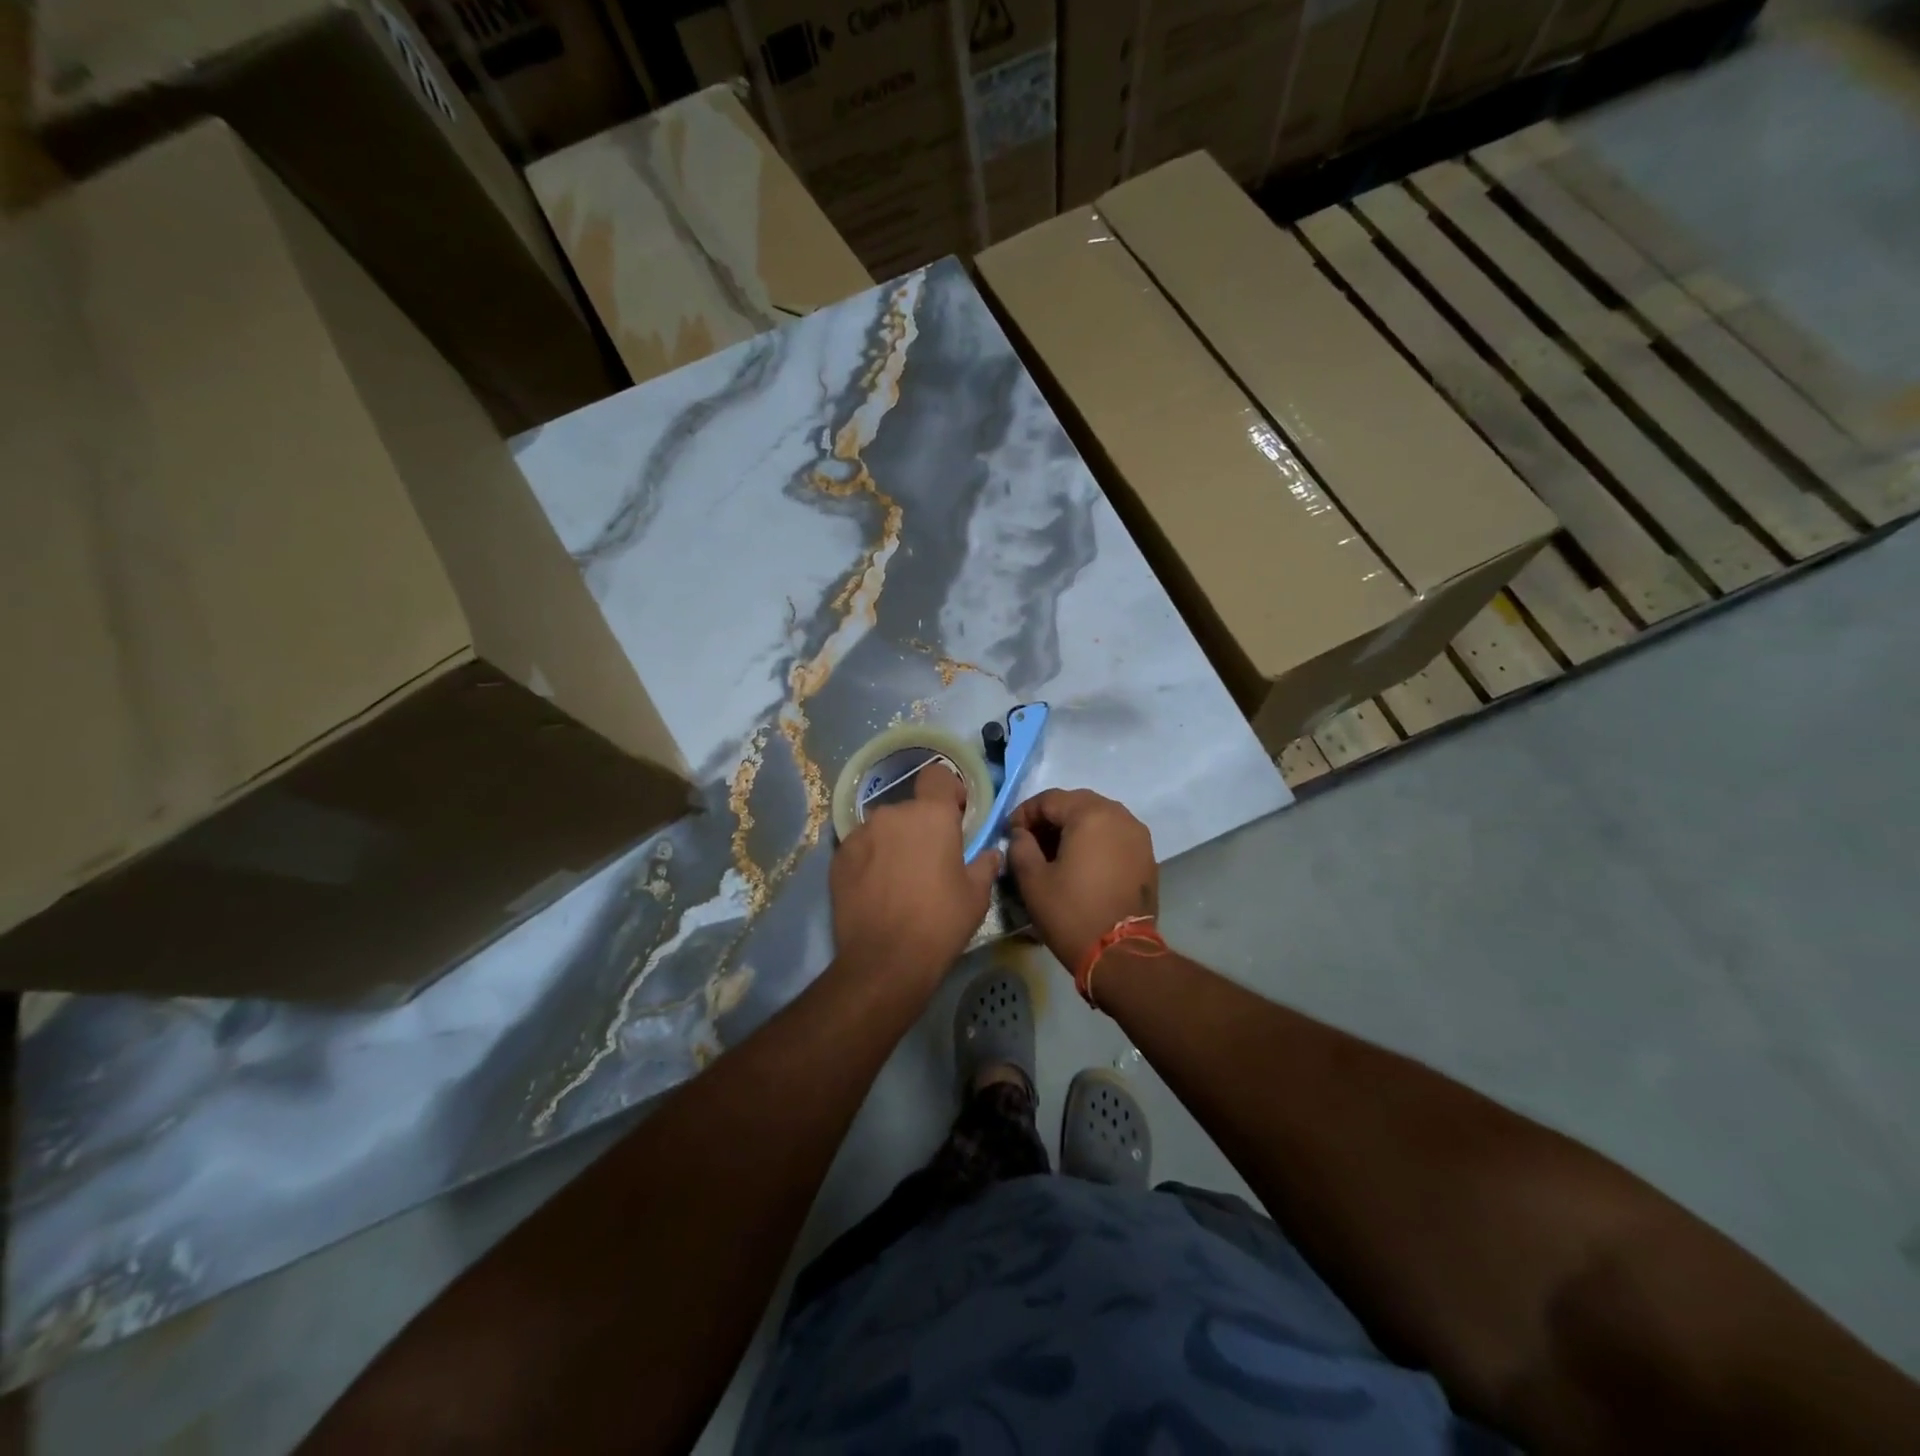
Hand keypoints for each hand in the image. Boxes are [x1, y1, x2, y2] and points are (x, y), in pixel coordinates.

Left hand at [830, 762, 1001, 983]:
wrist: (884, 961)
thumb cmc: (940, 923)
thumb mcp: (976, 896)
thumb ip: (984, 864)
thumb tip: (990, 854)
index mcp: (931, 815)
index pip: (938, 775)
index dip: (948, 791)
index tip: (955, 816)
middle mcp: (893, 814)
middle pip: (910, 808)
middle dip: (921, 827)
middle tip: (930, 861)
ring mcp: (860, 834)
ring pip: (884, 828)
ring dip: (894, 843)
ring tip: (899, 879)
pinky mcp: (838, 857)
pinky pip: (861, 848)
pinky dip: (870, 860)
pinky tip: (875, 890)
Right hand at [1007, 789, 1157, 968]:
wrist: (1120, 954)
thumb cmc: (1071, 913)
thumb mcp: (1032, 880)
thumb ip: (1020, 846)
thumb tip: (1021, 834)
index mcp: (1090, 814)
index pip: (1050, 799)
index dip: (1024, 813)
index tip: (1010, 833)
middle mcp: (1119, 816)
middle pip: (1076, 804)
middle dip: (1050, 818)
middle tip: (1030, 841)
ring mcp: (1138, 835)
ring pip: (1098, 818)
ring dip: (1073, 828)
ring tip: (1054, 853)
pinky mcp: (1147, 856)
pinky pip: (1115, 836)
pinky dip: (1095, 841)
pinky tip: (1080, 864)